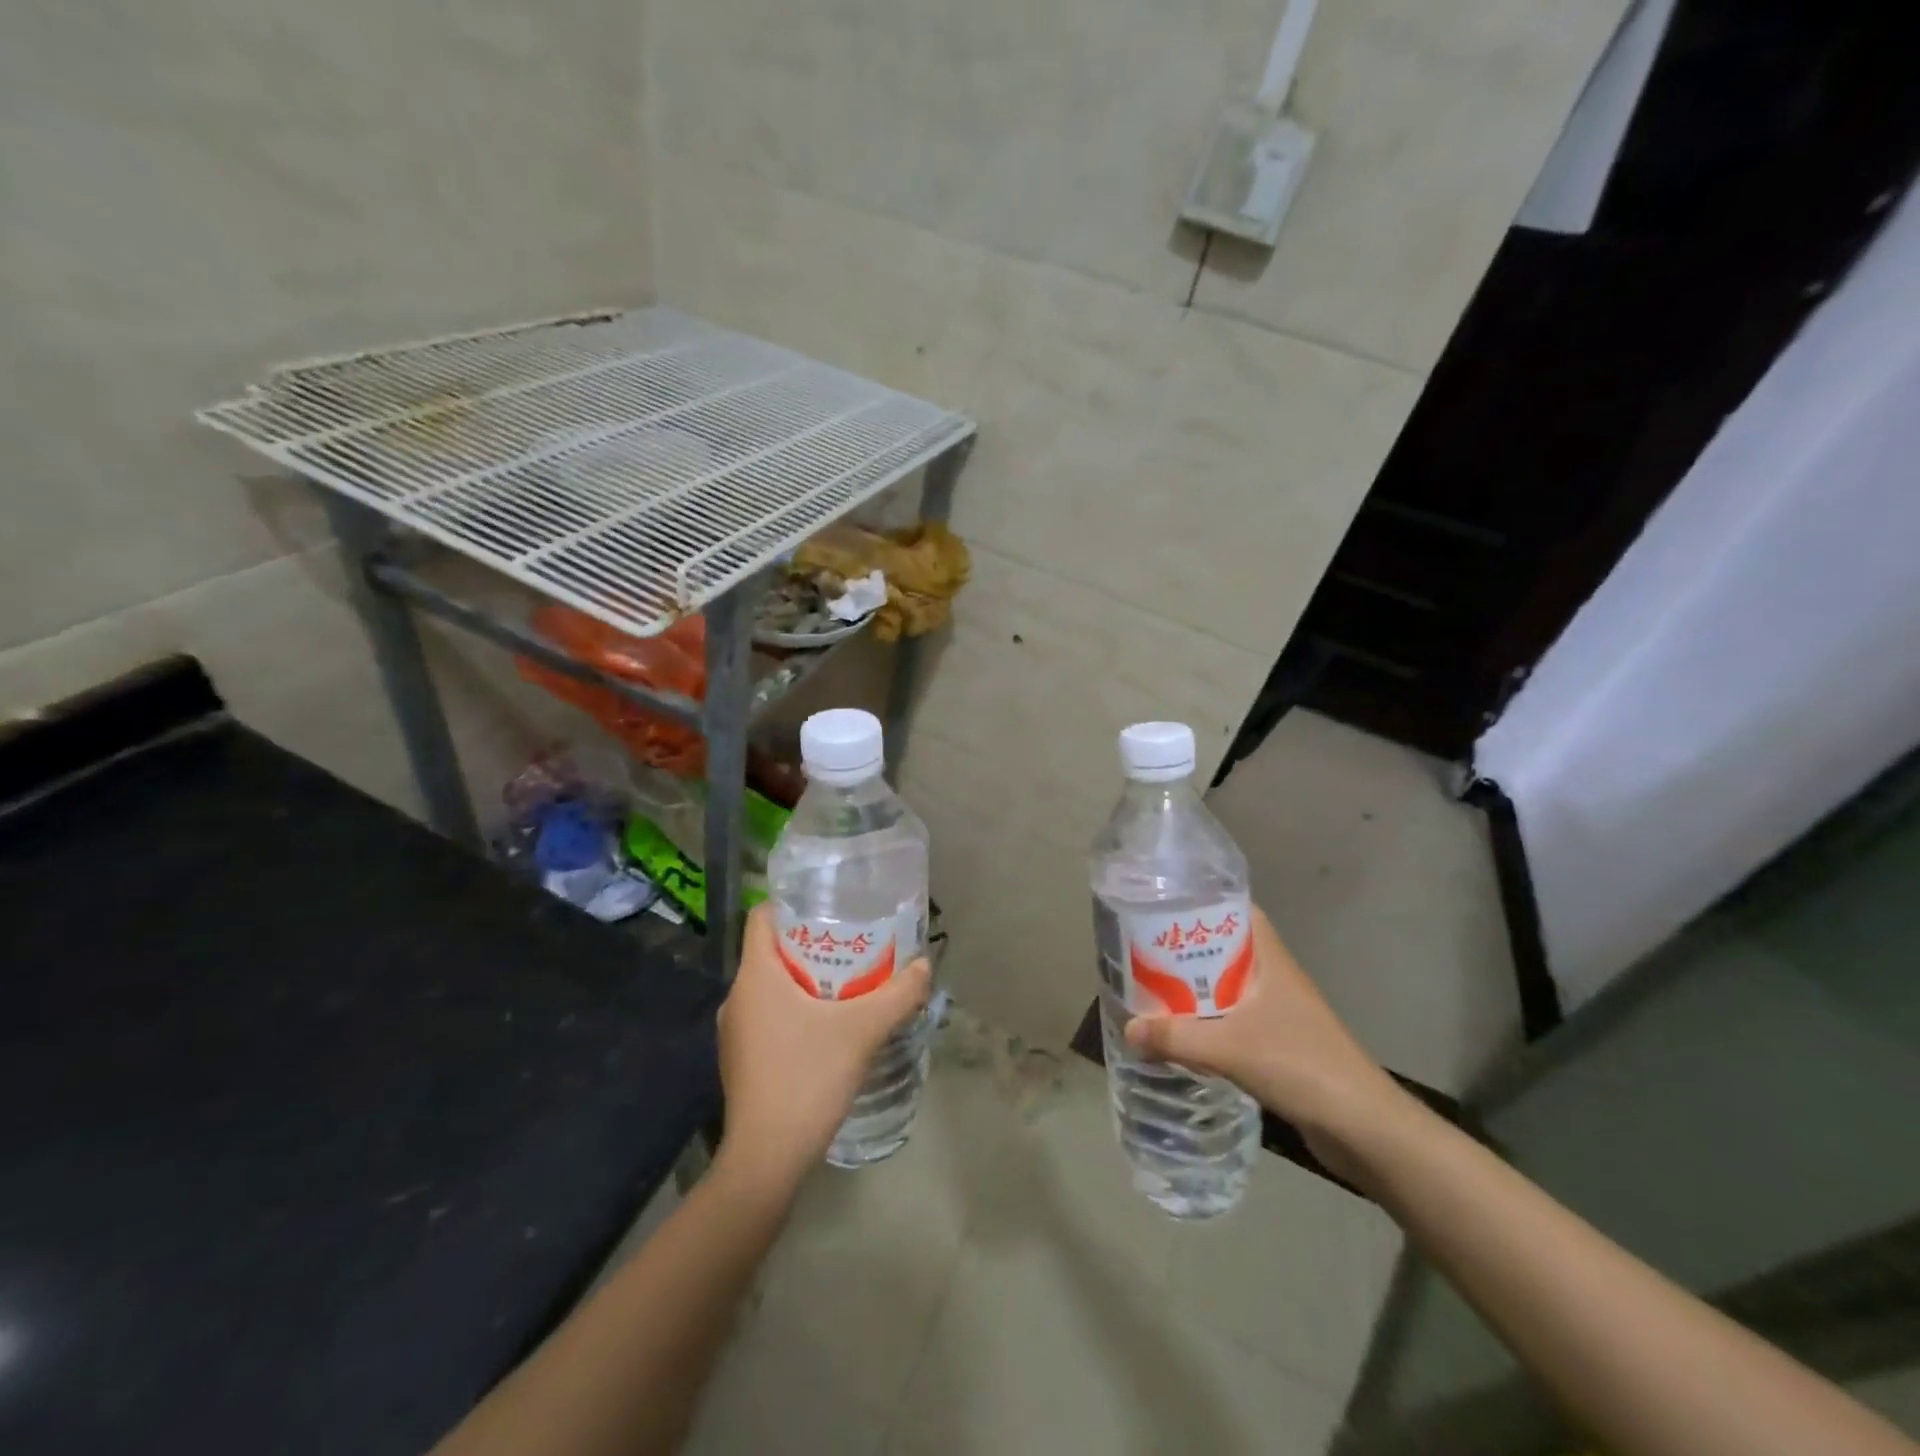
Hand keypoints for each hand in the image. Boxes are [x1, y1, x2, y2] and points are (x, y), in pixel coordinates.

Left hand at [714, 903, 931, 1189]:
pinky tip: (829, 1027)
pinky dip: (796, 1010)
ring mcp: (735, 1032)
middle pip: (772, 951)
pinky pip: (769, 1016)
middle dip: (812, 944)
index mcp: (755, 977)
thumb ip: (898, 994)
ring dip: (806, 980)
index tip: (829, 907)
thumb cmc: (807, 1078)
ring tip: (849, 983)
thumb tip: (925, 966)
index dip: (792, 904)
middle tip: (853, 945)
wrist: (766, 1160)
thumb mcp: (862, 1031)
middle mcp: (737, 997)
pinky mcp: (742, 1060)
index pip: (762, 918)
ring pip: (772, 987)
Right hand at [1124, 906, 1412, 1185]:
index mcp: (1270, 960)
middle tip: (1141, 952)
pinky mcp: (1279, 1045)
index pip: (1236, 912)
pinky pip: (1232, 1021)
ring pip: (1226, 988)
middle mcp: (1274, 978)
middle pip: (1224, 950)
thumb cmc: (1301, 1066)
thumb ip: (1176, 1037)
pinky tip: (1181, 1035)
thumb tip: (1127, 1029)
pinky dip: (1207, 1022)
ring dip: (1194, 989)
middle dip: (1185, 950)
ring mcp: (1279, 1013)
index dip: (1202, 904)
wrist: (1364, 1128)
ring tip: (1151, 989)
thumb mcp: (1230, 1048)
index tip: (1162, 906)